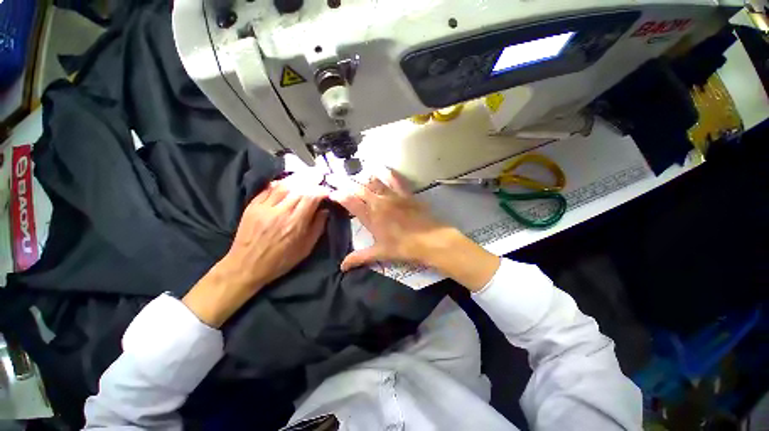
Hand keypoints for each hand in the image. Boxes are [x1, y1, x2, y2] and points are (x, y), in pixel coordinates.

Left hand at [184, 172, 329, 326]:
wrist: (246, 266)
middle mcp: (281, 212)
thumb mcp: (305, 248)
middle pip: (299, 188)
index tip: (327, 190)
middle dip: (312, 181)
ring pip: (284, 185)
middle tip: (320, 176)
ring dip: (297, 179)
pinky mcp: (252, 206)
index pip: (311, 197)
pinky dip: (280, 183)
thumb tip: (325, 210)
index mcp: (295, 223)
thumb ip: (317, 228)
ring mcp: (264, 207)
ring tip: (306, 176)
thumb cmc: (280, 260)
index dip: (321, 190)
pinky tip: (287, 182)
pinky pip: (268, 189)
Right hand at [329, 169, 499, 290]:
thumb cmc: (403, 248)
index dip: (339, 195)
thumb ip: (359, 257)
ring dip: (363, 177)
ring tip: (356, 173)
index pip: (350, 202)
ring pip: (374, 181)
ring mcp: (393, 196)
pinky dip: (388, 173)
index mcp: (371, 217)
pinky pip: (395, 179)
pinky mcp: (406, 193)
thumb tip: (342, 267)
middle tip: (335, 177)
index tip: (331, 192)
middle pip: (359, 188)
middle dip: (345, 182)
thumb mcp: (380, 253)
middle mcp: (379, 203)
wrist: (430, 240)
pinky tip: (382, 167)